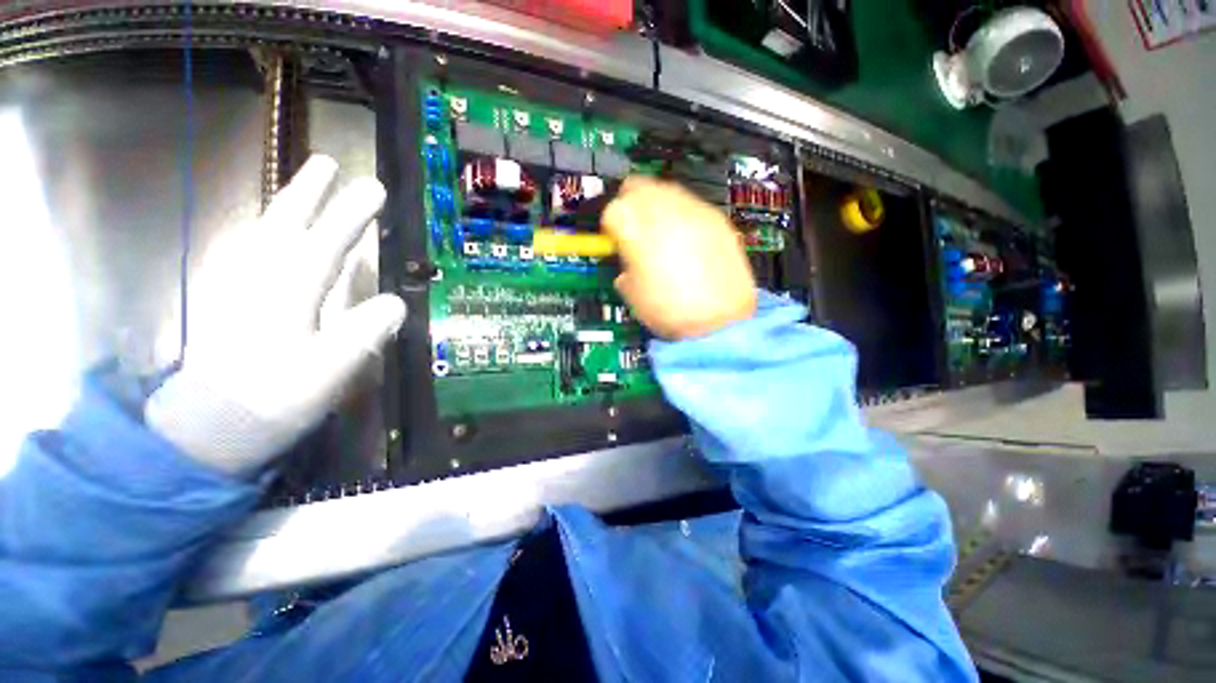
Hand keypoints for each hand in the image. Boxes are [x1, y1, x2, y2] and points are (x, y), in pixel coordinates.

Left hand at [145, 156, 405, 475]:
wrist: (208, 429)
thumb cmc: (273, 401)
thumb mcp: (328, 373)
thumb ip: (363, 335)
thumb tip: (397, 303)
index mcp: (286, 295)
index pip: (325, 244)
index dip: (351, 215)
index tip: (374, 188)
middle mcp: (259, 280)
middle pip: (285, 225)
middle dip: (308, 192)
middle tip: (328, 162)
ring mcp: (238, 287)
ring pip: (262, 232)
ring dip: (284, 204)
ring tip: (303, 185)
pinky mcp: (227, 300)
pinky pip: (246, 251)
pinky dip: (262, 231)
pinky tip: (268, 229)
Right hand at [602, 177, 755, 339]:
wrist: (720, 321)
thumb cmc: (670, 312)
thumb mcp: (633, 294)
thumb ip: (625, 268)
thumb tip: (628, 261)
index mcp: (638, 233)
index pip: (613, 209)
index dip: (610, 225)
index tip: (614, 239)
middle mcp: (665, 213)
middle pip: (638, 186)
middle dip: (630, 203)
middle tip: (633, 225)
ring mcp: (695, 212)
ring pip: (666, 188)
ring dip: (656, 203)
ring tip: (658, 228)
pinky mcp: (718, 219)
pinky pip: (692, 203)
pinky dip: (682, 213)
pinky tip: (685, 235)